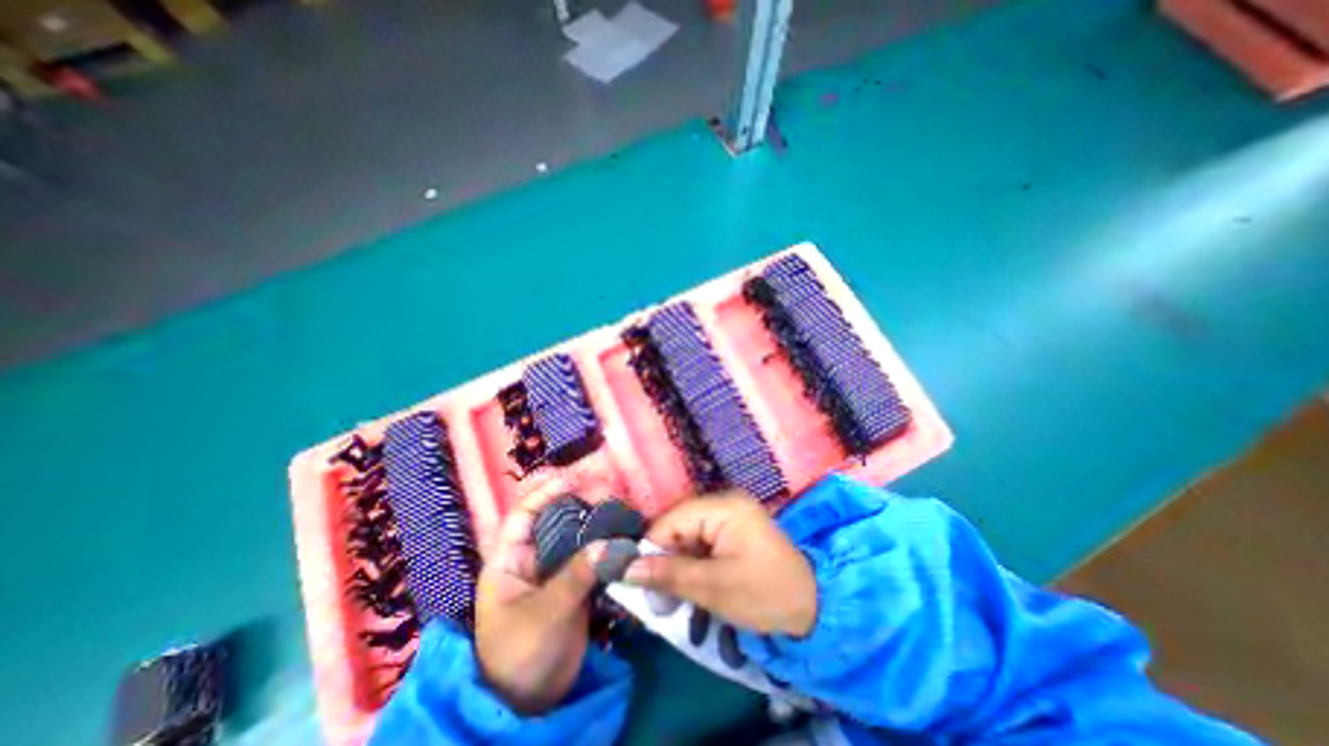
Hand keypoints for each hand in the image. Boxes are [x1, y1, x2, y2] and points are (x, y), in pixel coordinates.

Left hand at [476, 493, 600, 714]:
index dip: (545, 493)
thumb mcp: (544, 615)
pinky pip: (590, 557)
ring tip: (620, 509)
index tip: (573, 478)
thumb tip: (608, 543)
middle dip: (579, 502)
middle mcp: (532, 558)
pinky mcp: (574, 584)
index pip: (523, 514)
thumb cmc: (520, 656)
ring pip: (576, 536)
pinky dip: (606, 546)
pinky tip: (623, 536)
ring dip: (596, 522)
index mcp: (510, 560)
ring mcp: (555, 570)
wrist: (531, 704)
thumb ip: (575, 577)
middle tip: (608, 491)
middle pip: (555, 519)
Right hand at [625, 491, 822, 636]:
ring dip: (678, 564)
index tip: (638, 581)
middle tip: (657, 596)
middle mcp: (724, 502)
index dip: (651, 548)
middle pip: (678, 526)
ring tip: (673, 595)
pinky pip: (701, 541)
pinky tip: (692, 584)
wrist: (813, 607)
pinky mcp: (733, 528)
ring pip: (687, 535)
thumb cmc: (765, 594)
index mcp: (723, 507)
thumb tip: (626, 570)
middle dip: (665, 559)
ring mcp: (729, 514)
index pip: (671, 520)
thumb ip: (669, 575)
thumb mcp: (714, 588)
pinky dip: (692, 562)